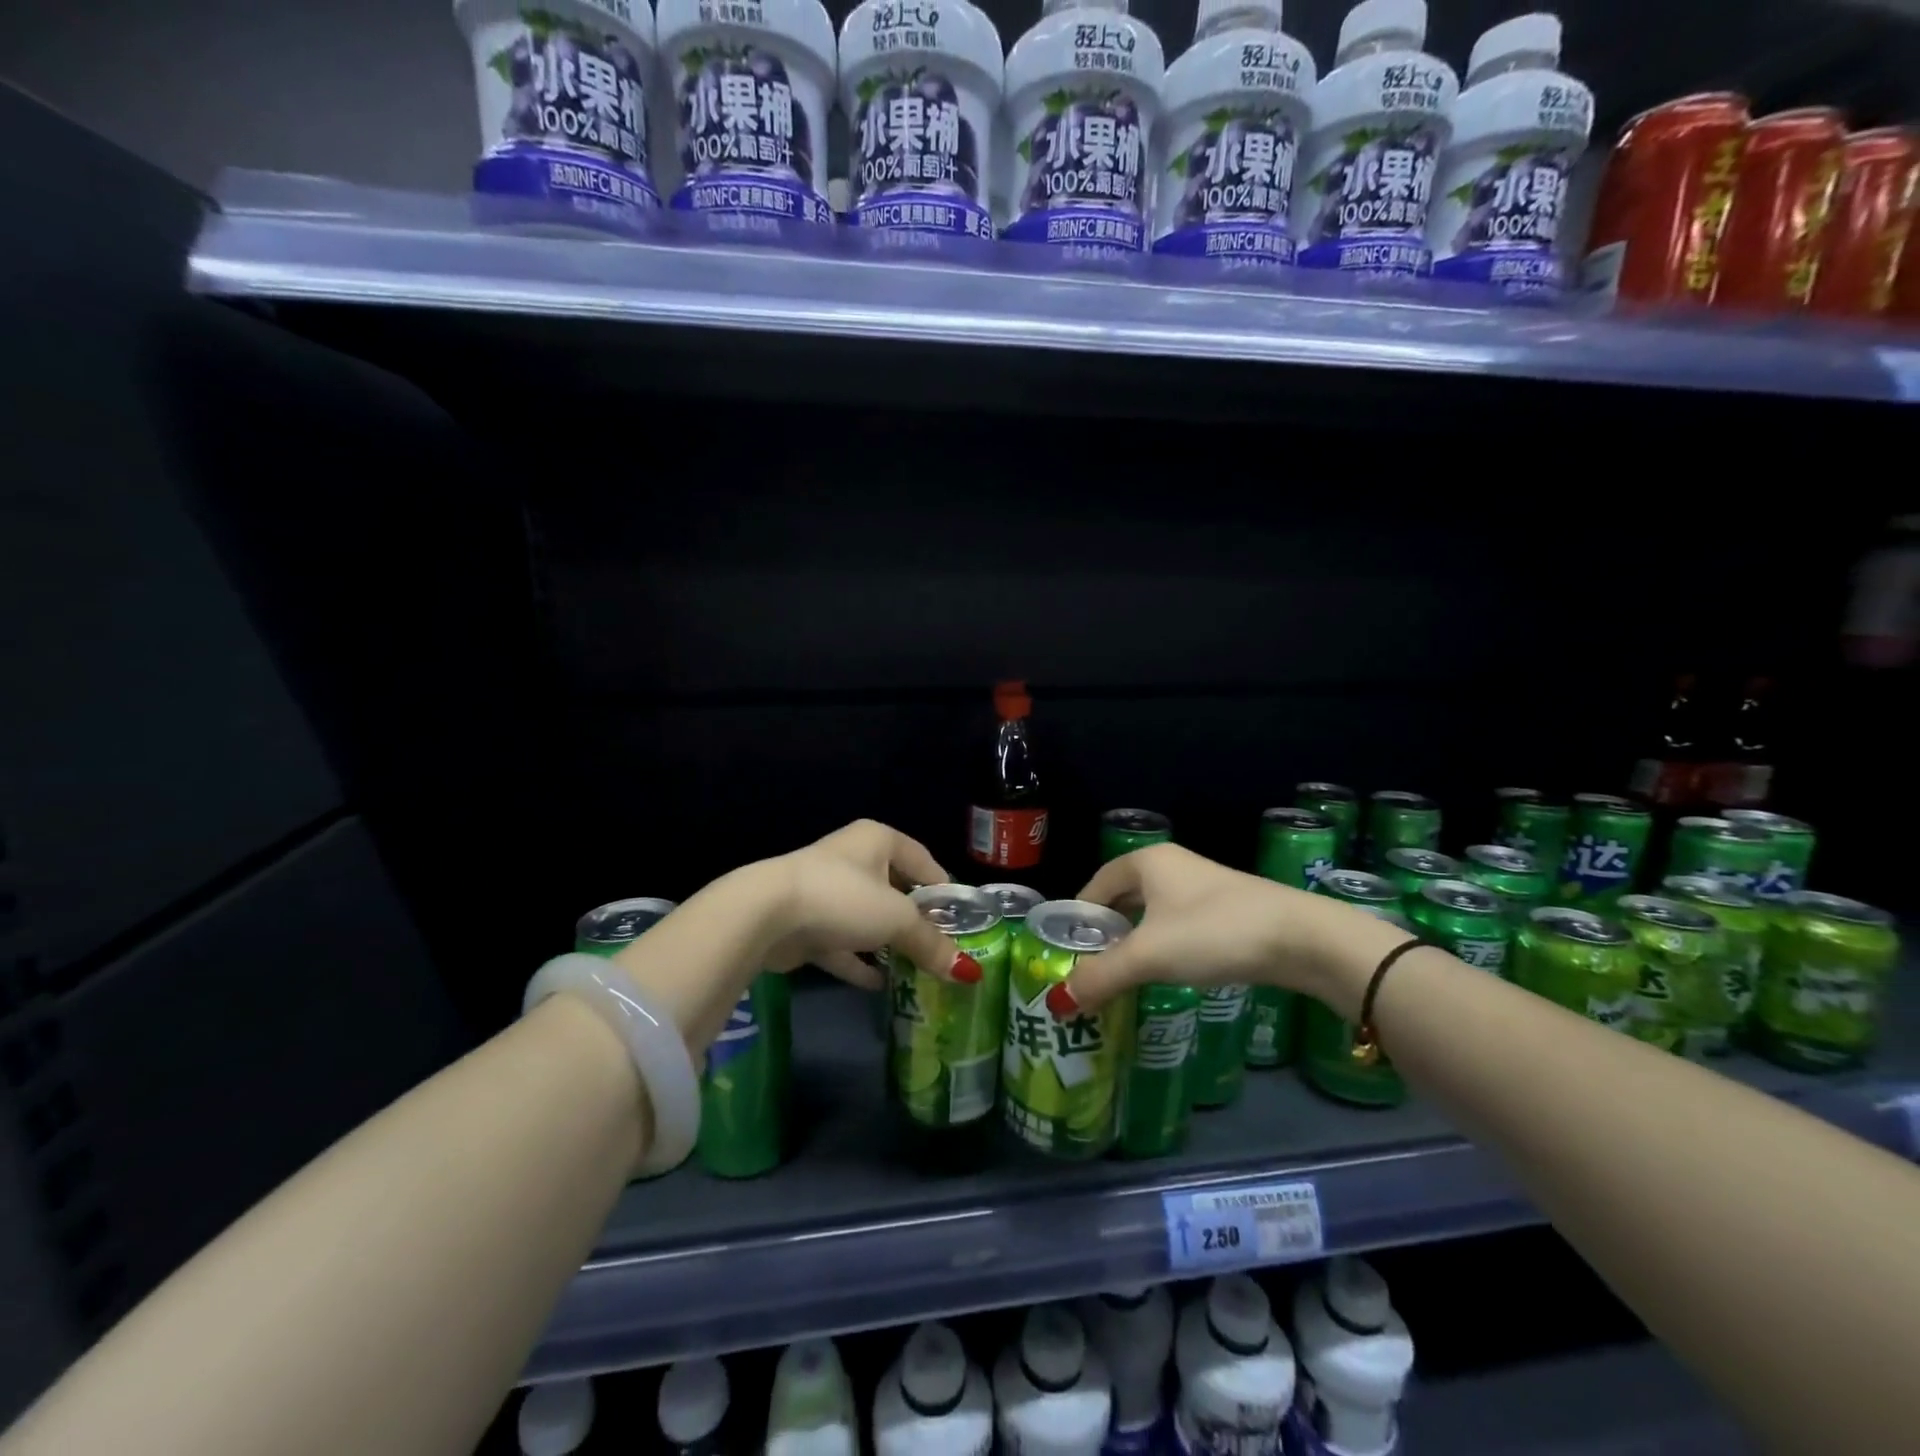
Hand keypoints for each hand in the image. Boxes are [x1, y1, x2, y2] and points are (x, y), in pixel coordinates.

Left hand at [758, 820, 977, 989]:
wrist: (766, 915)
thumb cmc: (843, 898)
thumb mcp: (897, 919)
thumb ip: (931, 943)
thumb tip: (967, 972)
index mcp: (878, 841)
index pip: (923, 860)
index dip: (944, 889)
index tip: (963, 919)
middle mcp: (854, 860)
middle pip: (896, 891)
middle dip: (918, 922)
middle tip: (944, 949)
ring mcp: (828, 892)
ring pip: (869, 919)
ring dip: (889, 944)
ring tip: (919, 970)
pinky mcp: (809, 924)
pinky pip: (844, 944)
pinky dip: (861, 963)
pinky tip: (882, 985)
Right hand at [1055, 843, 1387, 1017]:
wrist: (1303, 939)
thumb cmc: (1214, 932)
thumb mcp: (1149, 955)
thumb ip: (1101, 976)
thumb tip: (1058, 1002)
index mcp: (1147, 862)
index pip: (1096, 884)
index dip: (1078, 917)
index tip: (1066, 951)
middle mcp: (1172, 867)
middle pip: (1123, 899)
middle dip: (1106, 934)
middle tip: (1090, 970)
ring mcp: (1203, 888)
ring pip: (1152, 915)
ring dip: (1135, 944)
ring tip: (1123, 978)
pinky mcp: (1227, 912)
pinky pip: (1179, 927)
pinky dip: (1164, 948)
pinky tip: (1167, 975)